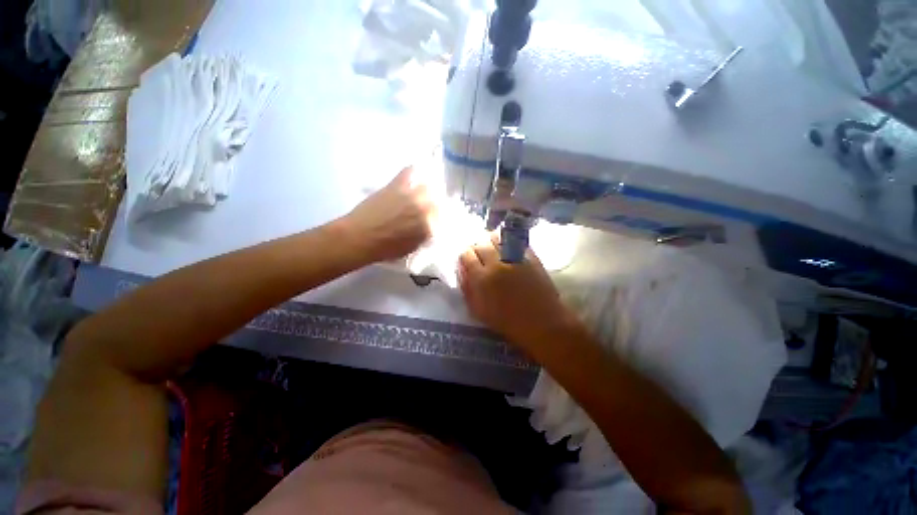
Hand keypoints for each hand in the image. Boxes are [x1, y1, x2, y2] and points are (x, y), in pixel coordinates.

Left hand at [342, 167, 435, 262]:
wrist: (359, 238)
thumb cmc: (385, 249)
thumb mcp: (411, 248)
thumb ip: (423, 236)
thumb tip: (428, 228)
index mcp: (429, 228)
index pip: (442, 219)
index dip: (439, 218)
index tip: (436, 219)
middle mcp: (425, 209)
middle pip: (438, 201)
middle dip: (436, 204)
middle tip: (429, 206)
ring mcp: (411, 196)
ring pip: (428, 186)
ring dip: (427, 189)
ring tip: (422, 192)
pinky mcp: (397, 186)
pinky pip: (409, 172)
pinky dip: (413, 171)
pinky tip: (415, 171)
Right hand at [458, 234, 576, 349]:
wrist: (542, 323)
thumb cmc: (508, 322)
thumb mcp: (479, 311)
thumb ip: (467, 289)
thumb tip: (462, 270)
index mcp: (482, 278)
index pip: (466, 255)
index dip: (465, 257)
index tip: (467, 261)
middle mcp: (497, 264)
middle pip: (481, 244)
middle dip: (477, 248)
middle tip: (479, 255)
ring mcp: (515, 258)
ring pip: (497, 238)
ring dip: (491, 242)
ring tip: (492, 249)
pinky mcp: (531, 256)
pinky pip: (514, 241)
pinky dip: (507, 242)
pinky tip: (507, 248)